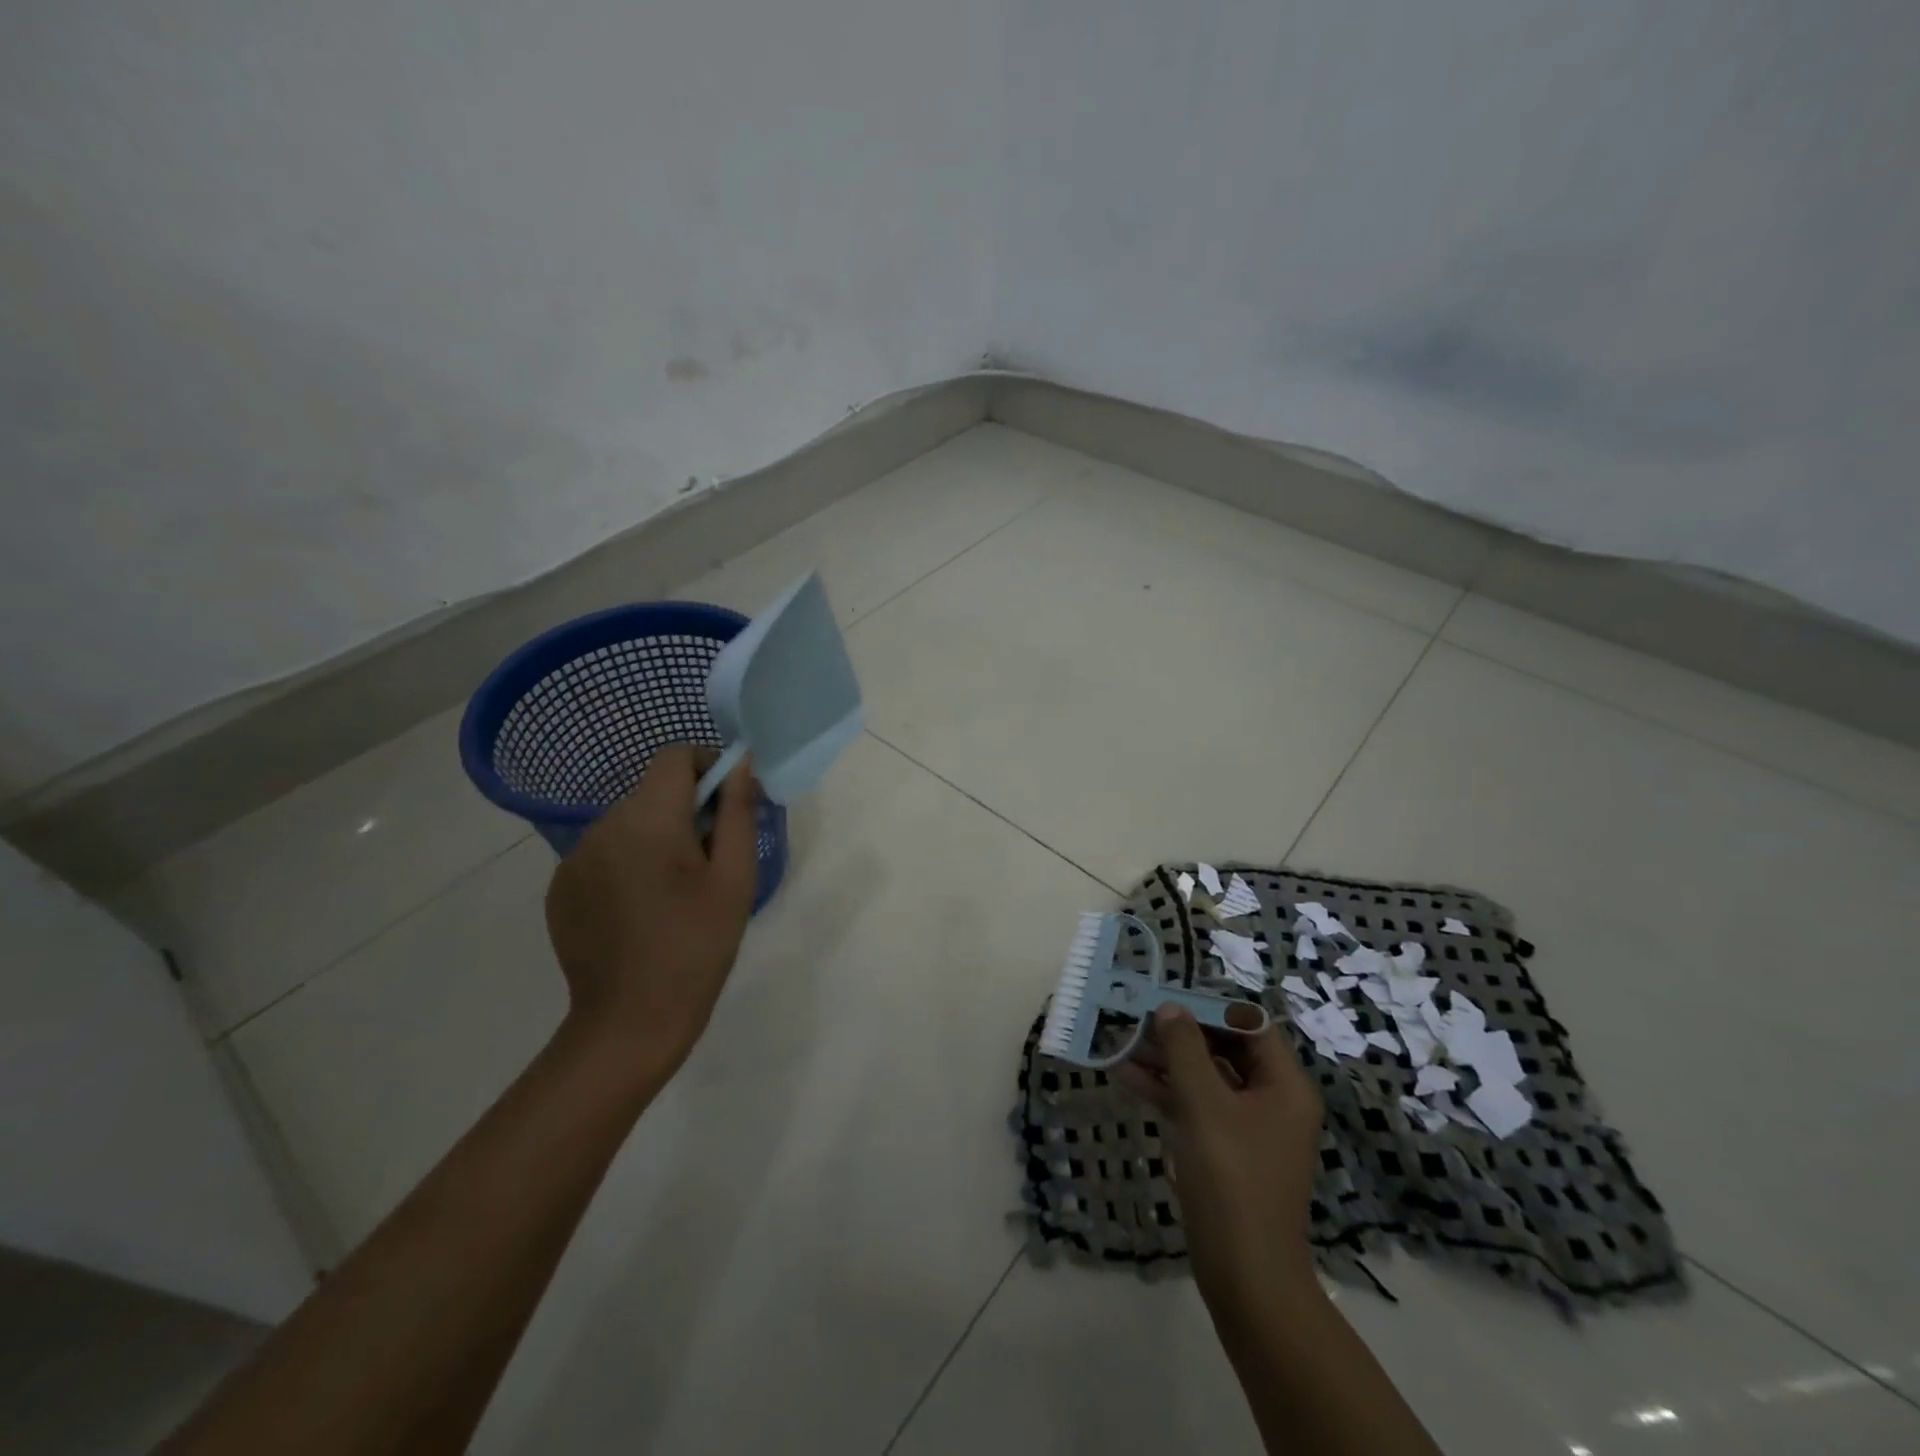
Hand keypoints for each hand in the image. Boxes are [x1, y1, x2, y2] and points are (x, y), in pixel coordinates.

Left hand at [543, 743, 759, 1085]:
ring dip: (655, 838)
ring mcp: (574, 858)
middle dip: (686, 810)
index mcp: (648, 819)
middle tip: (709, 861)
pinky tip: (641, 909)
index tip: (727, 806)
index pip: (674, 756)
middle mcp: (602, 826)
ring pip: (628, 823)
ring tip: (674, 892)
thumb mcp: (734, 877)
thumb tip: (741, 763)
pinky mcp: (560, 887)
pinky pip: (603, 854)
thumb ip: (738, 812)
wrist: (631, 1021)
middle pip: (652, 792)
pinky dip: (627, 864)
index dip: (707, 766)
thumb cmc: (698, 945)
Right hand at [1114, 1007, 1324, 1320]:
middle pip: (1224, 1049)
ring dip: (1165, 1061)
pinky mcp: (1225, 1150)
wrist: (1246, 1277)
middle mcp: (1271, 1100)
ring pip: (1204, 1077)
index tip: (1167, 999)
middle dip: (1179, 1034)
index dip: (1208, 1008)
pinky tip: (1126, 1077)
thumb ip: (1185, 1051)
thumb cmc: (1232, 1180)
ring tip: (1121, 1043)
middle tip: (1136, 1019)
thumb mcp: (1205, 1106)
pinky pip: (1195, 1106)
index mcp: (1284, 1085)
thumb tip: (1170, 1008)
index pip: (1248, 1025)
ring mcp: (1247, 1127)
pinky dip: (1165, 1091)